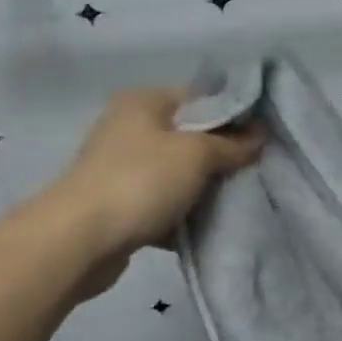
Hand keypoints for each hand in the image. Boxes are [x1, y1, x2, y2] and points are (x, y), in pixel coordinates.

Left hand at [50, 87, 262, 259]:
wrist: (78, 242)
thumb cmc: (141, 181)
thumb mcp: (196, 154)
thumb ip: (232, 144)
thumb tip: (259, 137)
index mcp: (144, 102)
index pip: (201, 98)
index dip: (234, 115)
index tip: (263, 137)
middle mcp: (130, 127)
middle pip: (190, 136)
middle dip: (222, 155)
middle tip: (253, 170)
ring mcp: (121, 168)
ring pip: (178, 173)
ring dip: (203, 188)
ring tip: (236, 199)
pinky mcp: (118, 205)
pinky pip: (162, 203)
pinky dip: (183, 214)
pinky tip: (207, 227)